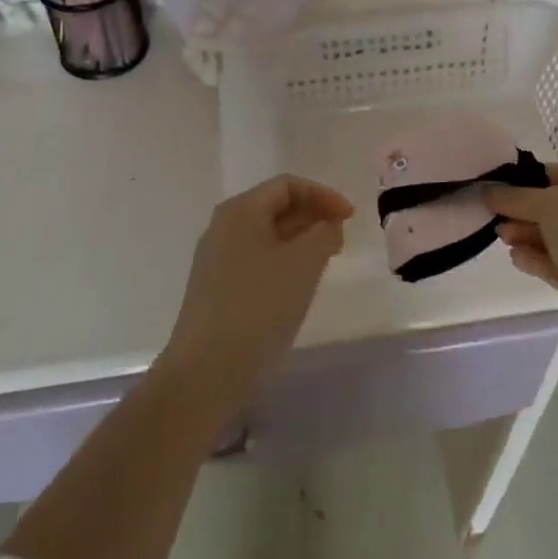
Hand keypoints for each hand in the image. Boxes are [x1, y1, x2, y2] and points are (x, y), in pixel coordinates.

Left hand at [163, 174, 352, 403]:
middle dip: (312, 216)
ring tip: (326, 260)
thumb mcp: (304, 262)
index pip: (287, 185)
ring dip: (300, 241)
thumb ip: (324, 233)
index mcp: (241, 210)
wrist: (207, 372)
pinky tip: (298, 285)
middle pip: (275, 207)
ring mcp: (216, 261)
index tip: (350, 218)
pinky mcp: (216, 291)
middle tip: (341, 238)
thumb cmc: (259, 305)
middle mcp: (223, 228)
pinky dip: (284, 262)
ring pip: (267, 236)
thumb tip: (327, 225)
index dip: (323, 195)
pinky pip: (257, 261)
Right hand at [489, 163, 557, 343]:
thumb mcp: (553, 206)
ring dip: (526, 234)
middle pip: (557, 207)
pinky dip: (535, 259)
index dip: (536, 175)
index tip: (504, 180)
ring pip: (554, 237)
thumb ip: (519, 197)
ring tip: (500, 235)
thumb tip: (489, 190)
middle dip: (526, 209)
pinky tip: (516, 258)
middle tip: (495, 212)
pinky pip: (555, 264)